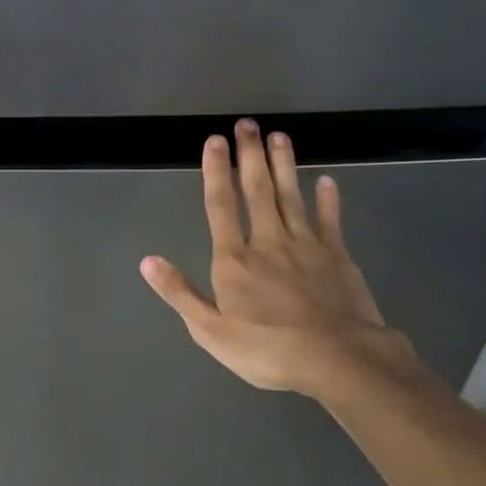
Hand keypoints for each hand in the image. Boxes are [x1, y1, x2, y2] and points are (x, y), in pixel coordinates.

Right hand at [140, 120, 426, 406]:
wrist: (338, 361)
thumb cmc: (268, 351)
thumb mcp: (210, 332)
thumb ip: (180, 293)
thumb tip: (148, 261)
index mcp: (235, 261)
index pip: (221, 206)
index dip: (216, 172)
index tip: (215, 140)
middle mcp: (268, 243)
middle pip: (257, 191)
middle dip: (250, 156)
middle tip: (248, 124)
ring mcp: (307, 247)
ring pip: (291, 197)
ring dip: (284, 166)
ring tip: (279, 136)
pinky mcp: (338, 257)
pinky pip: (330, 221)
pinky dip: (328, 200)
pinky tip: (326, 181)